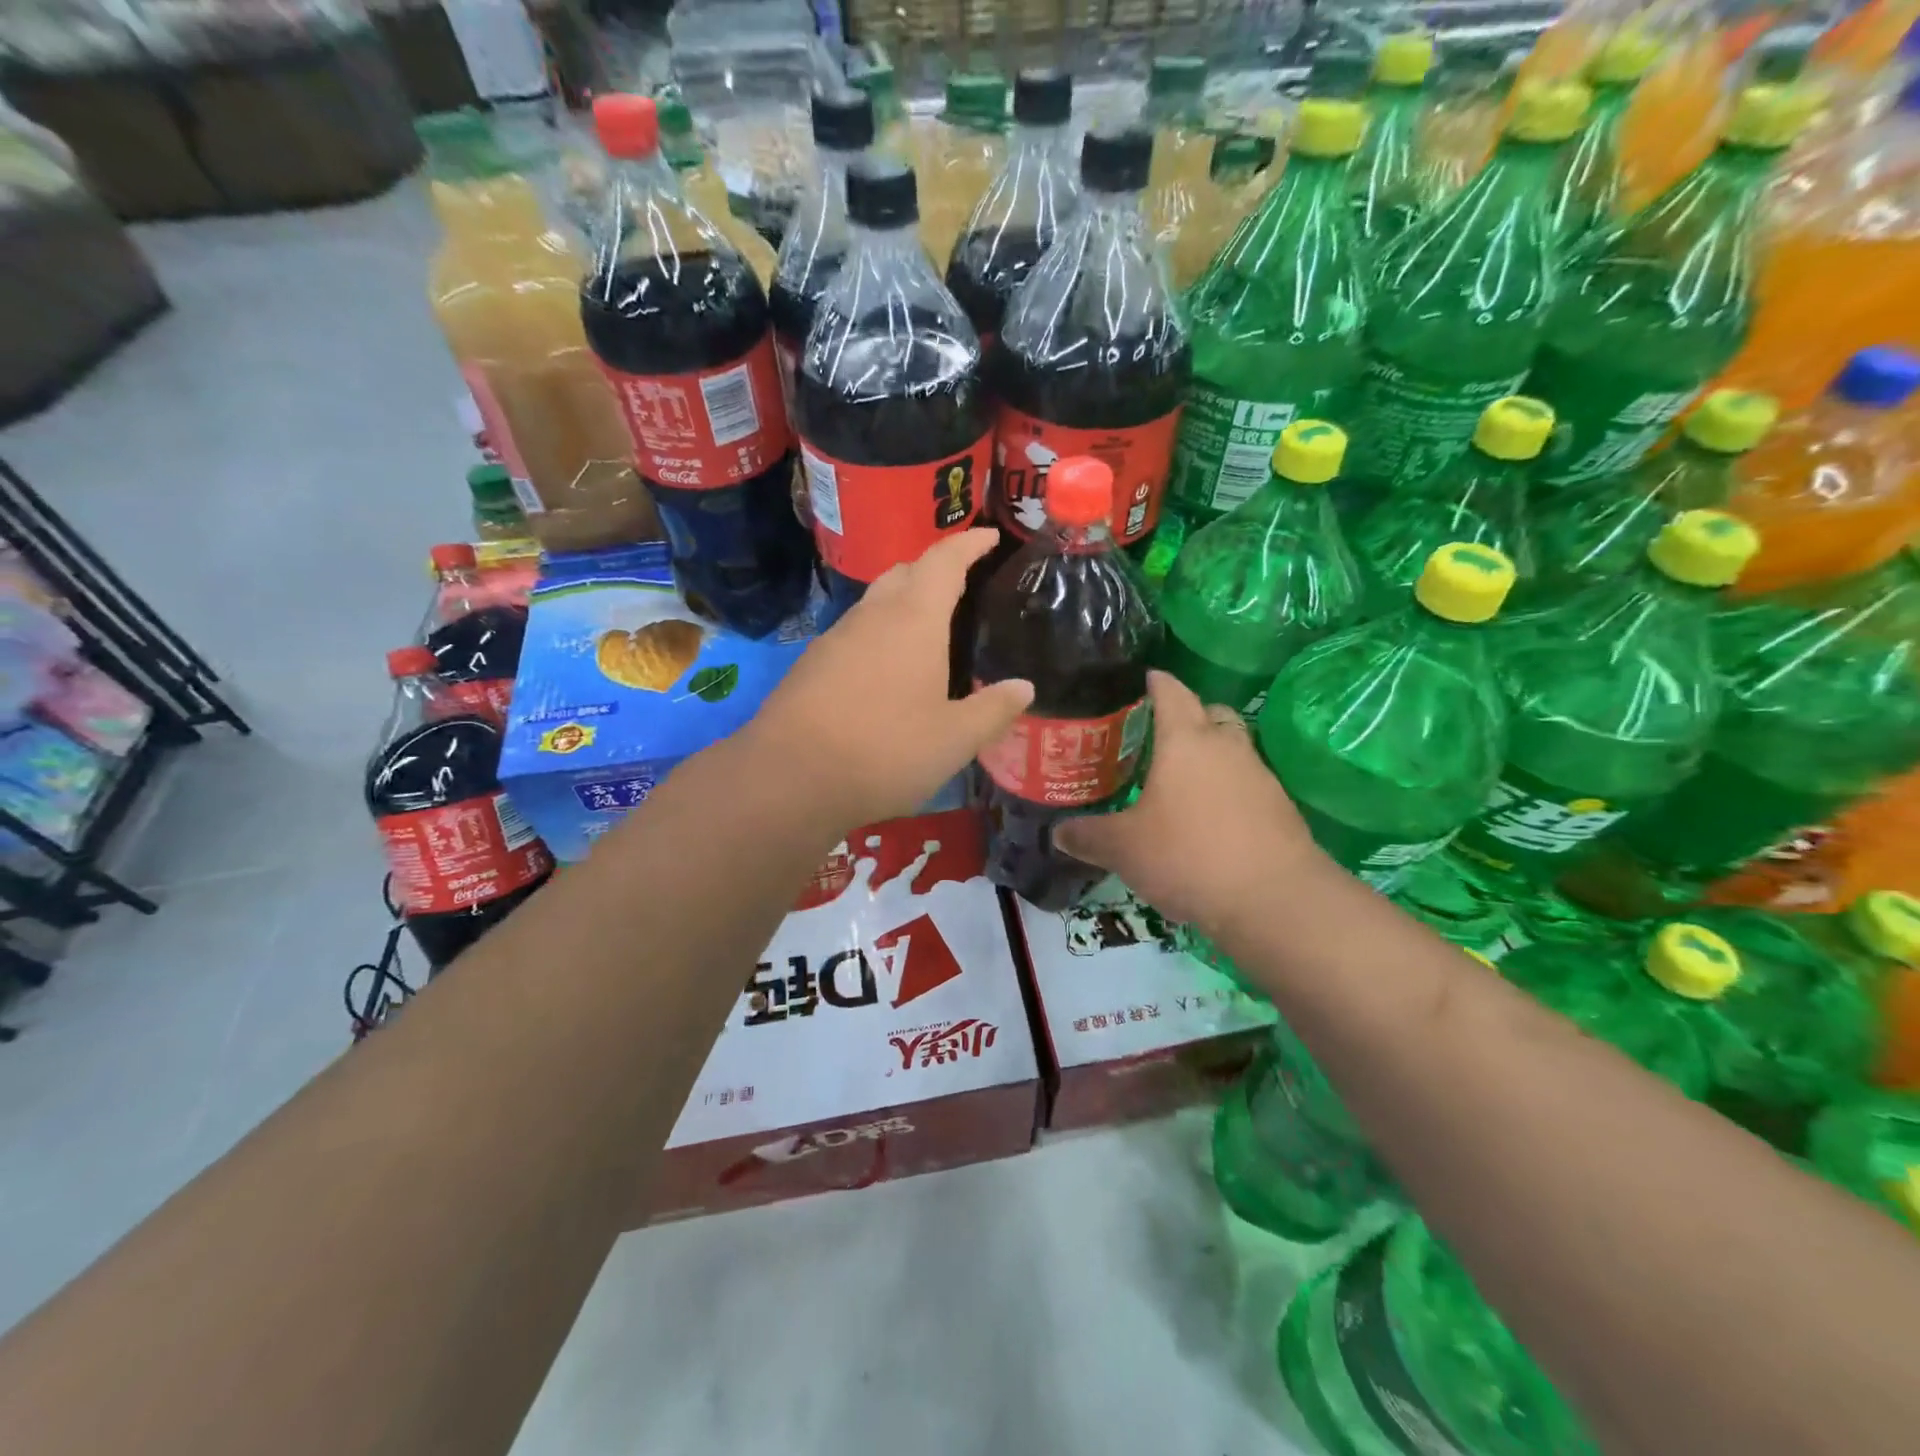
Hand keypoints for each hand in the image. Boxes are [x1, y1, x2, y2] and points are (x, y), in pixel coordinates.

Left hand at [748, 529, 1032, 830]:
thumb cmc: (885, 750)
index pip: (944, 561)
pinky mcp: (811, 665)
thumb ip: (993, 710)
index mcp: (914, 620)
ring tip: (927, 633)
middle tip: (961, 588)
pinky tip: (885, 673)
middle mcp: (872, 616)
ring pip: (874, 604)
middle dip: (933, 570)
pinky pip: (853, 634)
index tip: (989, 536)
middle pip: (904, 573)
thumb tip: (1024, 687)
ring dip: (902, 604)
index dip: (969, 544)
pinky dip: (877, 636)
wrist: (790, 777)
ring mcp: (834, 638)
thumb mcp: (954, 740)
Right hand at [1055, 671, 1328, 931]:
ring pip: (1231, 748)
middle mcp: (1225, 746)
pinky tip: (1207, 819)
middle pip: (1208, 712)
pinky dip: (1226, 789)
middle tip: (1154, 737)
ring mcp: (1259, 774)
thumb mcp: (1124, 849)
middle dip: (1185, 716)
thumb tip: (1057, 833)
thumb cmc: (1189, 855)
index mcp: (1185, 740)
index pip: (1170, 691)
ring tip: (1178, 782)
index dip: (1153, 682)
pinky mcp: (1279, 807)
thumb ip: (1087, 836)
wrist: (1275, 899)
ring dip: (1208, 755)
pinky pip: (1246, 782)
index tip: (1139, 681)